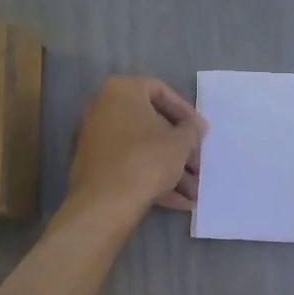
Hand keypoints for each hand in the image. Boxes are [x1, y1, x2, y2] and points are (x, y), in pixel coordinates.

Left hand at [66, 76, 207, 219]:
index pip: (161, 90)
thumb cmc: (147, 159)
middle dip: (179, 147)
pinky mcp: (93, 167)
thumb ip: (192, 129)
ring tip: (194, 191)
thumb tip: (195, 127)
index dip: (186, 112)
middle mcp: (102, 108)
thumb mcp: (180, 142)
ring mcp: (95, 139)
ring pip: (141, 149)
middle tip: (198, 163)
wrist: (106, 203)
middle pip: (151, 123)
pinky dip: (152, 178)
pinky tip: (178, 201)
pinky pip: (129, 166)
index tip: (200, 132)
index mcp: (121, 90)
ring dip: (170, 168)